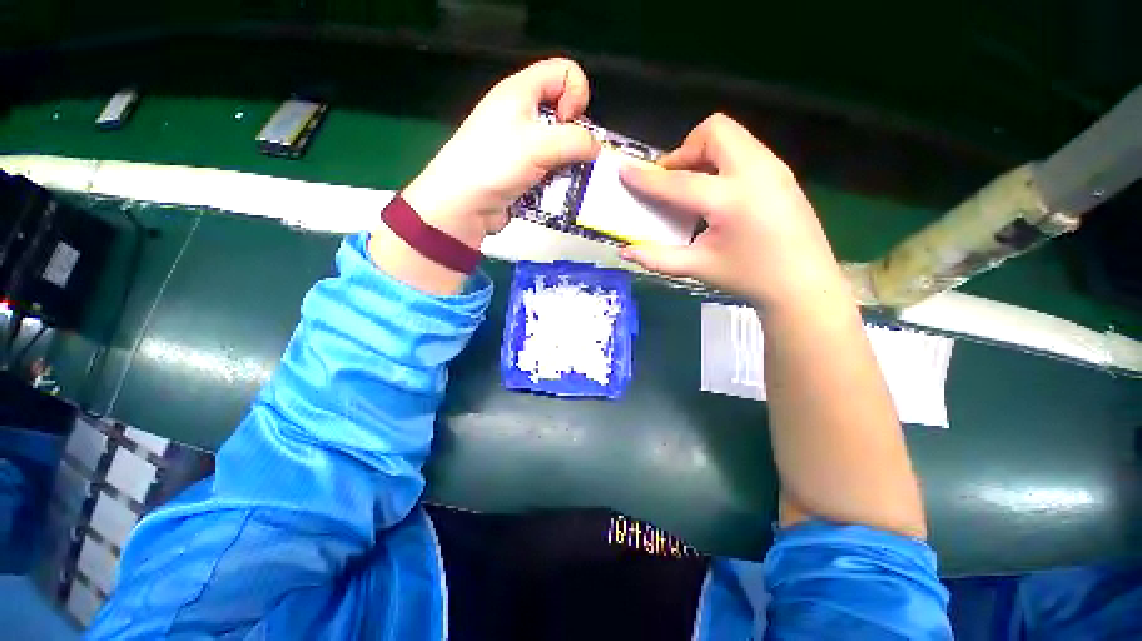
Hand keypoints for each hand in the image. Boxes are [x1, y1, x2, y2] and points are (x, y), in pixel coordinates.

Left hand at [402, 58, 600, 248]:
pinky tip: (553, 190)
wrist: (464, 204)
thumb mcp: (539, 146)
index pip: (564, 72)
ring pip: (558, 143)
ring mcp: (520, 143)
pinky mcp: (521, 169)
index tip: (567, 125)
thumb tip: (596, 147)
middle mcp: (521, 112)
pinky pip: (549, 166)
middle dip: (574, 135)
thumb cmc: (496, 164)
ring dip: (567, 162)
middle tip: (567, 157)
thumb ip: (575, 141)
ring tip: (561, 178)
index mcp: (521, 91)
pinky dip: (556, 177)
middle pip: (563, 110)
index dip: (576, 95)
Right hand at [618, 113, 848, 311]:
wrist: (804, 286)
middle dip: (684, 150)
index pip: (679, 182)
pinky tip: (717, 194)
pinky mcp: (782, 173)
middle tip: (672, 180)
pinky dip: (721, 162)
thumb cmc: (749, 278)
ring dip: (703, 153)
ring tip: (692, 186)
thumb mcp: (698, 268)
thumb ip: (658, 258)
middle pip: (714, 132)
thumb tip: (624, 252)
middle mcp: (755, 172)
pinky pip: (745, 150)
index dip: (647, 178)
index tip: (624, 170)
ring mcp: (774, 168)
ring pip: (732, 136)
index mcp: (731, 200)